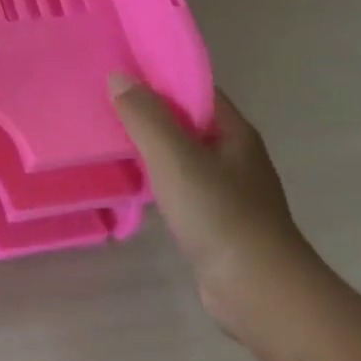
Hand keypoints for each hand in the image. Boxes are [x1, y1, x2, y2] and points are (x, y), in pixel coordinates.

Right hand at [108, 75, 314, 332]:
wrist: (257, 289)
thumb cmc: (219, 214)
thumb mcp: (175, 158)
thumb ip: (146, 117)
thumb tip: (119, 77)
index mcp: (233, 132)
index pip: (195, 89)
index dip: (159, 76)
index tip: (119, 71)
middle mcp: (234, 154)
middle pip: (187, 120)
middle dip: (149, 110)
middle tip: (102, 102)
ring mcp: (227, 188)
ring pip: (181, 154)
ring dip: (149, 145)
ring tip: (107, 137)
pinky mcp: (215, 218)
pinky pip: (179, 183)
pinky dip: (155, 176)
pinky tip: (130, 181)